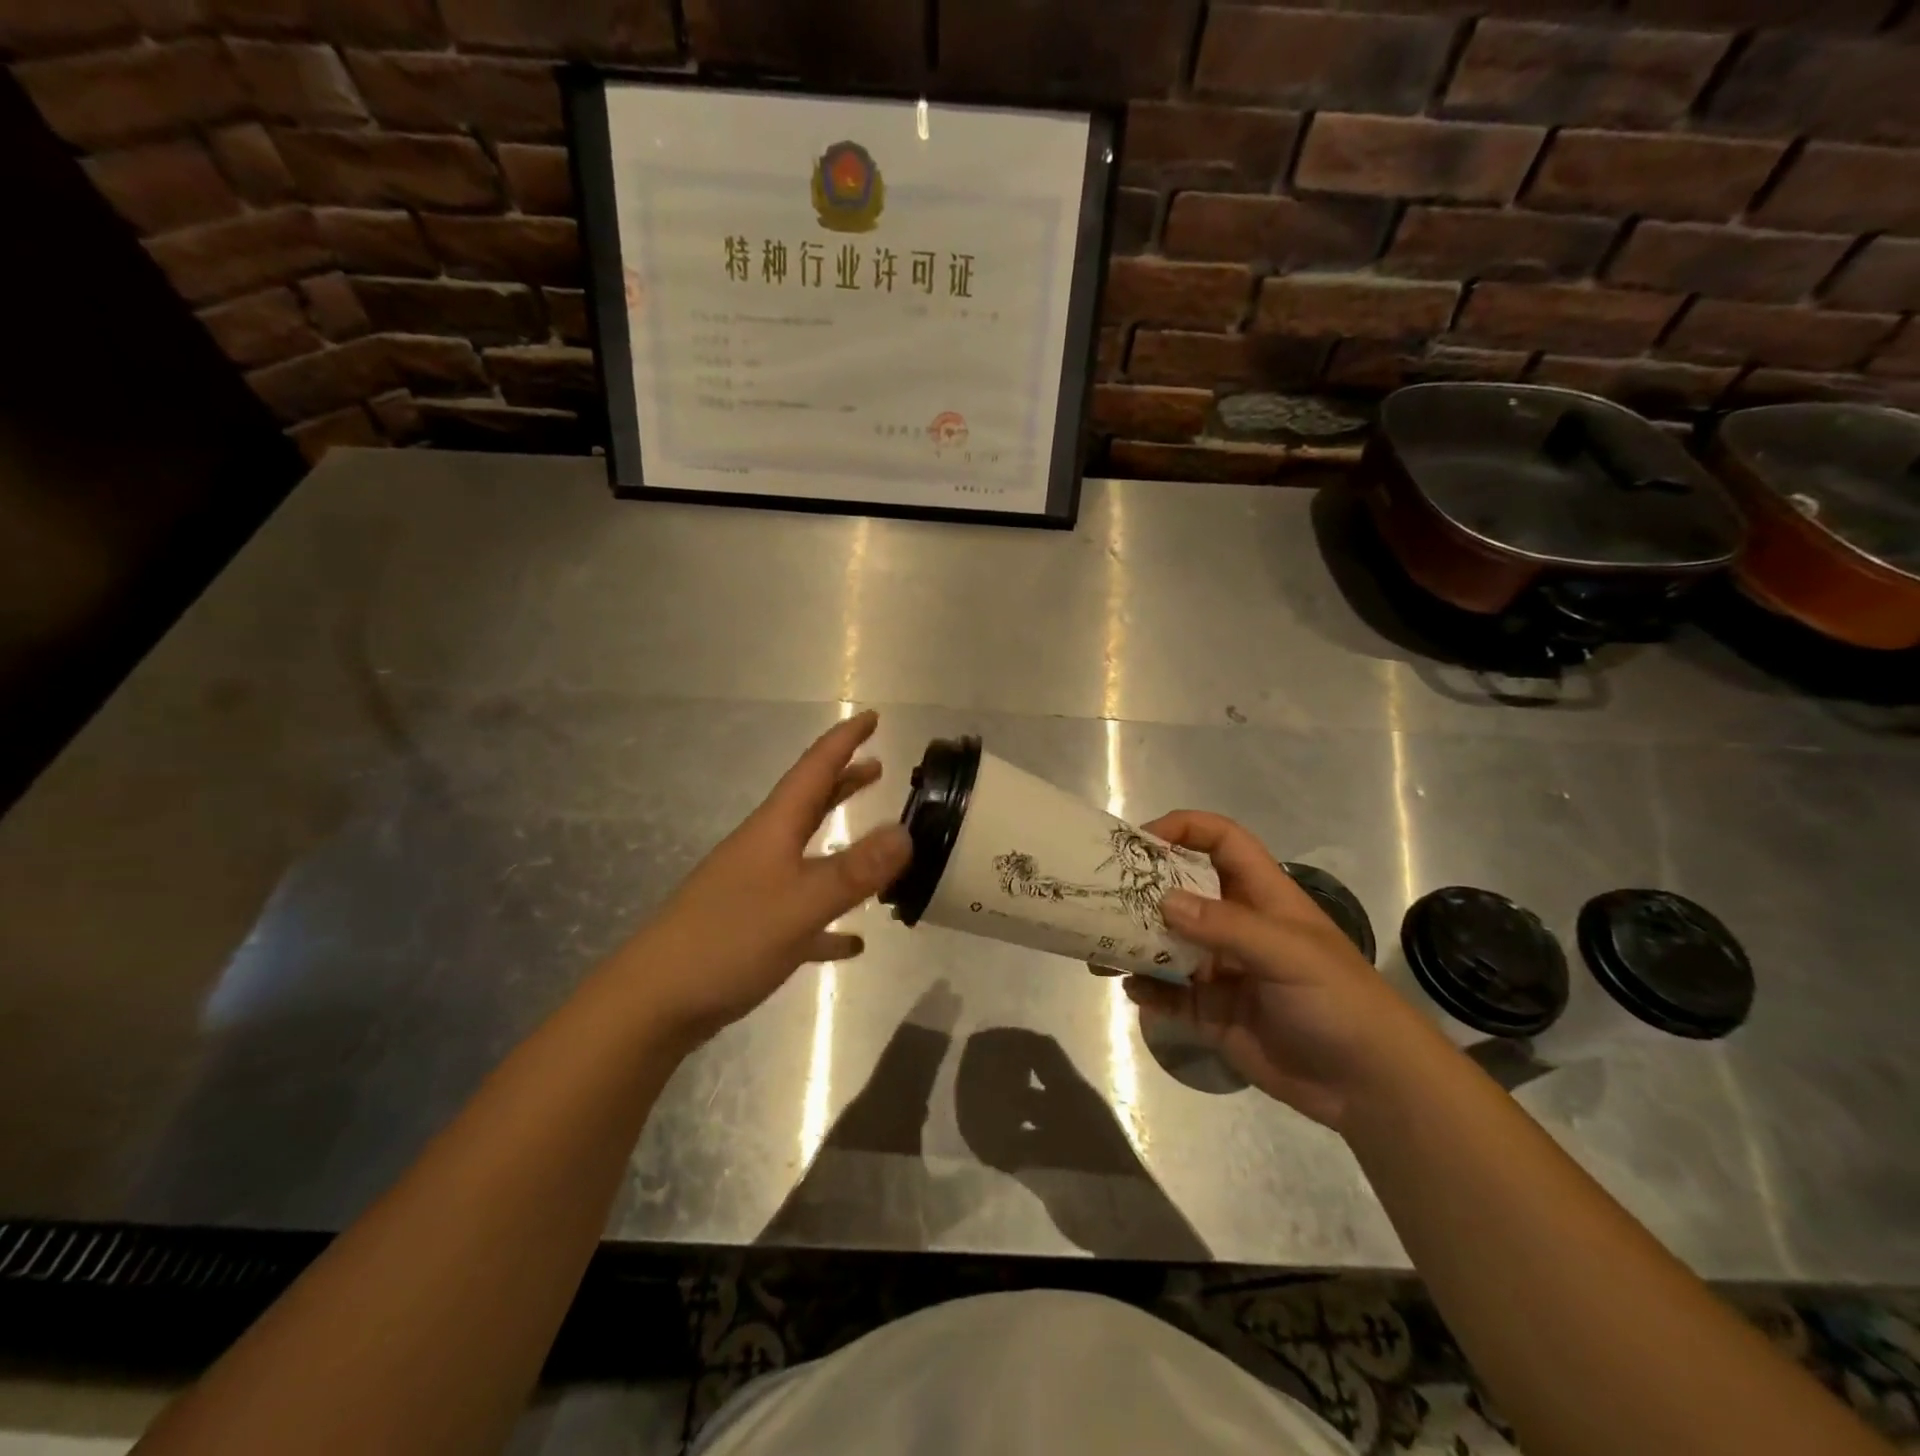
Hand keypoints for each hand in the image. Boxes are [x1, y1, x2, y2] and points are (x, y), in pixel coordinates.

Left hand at [613, 711, 911, 1044]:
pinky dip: (830, 918)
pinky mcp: (753, 930)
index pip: (814, 769)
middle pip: (809, 803)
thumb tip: (906, 831)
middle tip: (878, 765)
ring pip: (807, 853)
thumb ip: (855, 870)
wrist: (653, 1002)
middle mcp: (764, 850)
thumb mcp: (800, 904)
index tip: (872, 716)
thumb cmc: (728, 940)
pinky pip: (803, 914)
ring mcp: (755, 889)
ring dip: (840, 837)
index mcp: (773, 830)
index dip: (844, 741)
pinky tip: (852, 941)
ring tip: (877, 836)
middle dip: (843, 780)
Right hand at [1129, 810, 1439, 1130]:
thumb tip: (1163, 900)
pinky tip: (1132, 989)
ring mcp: (1221, 969)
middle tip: (1101, 893)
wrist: (1369, 1087)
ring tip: (1101, 946)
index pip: (1221, 841)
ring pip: (1167, 942)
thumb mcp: (1289, 954)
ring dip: (1135, 940)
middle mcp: (1236, 925)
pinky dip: (1147, 989)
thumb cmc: (1339, 1001)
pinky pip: (1168, 993)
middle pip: (1182, 889)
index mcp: (1262, 895)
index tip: (1140, 841)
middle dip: (1143, 888)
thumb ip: (1226, 926)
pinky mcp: (1212, 1011)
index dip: (1184, 829)